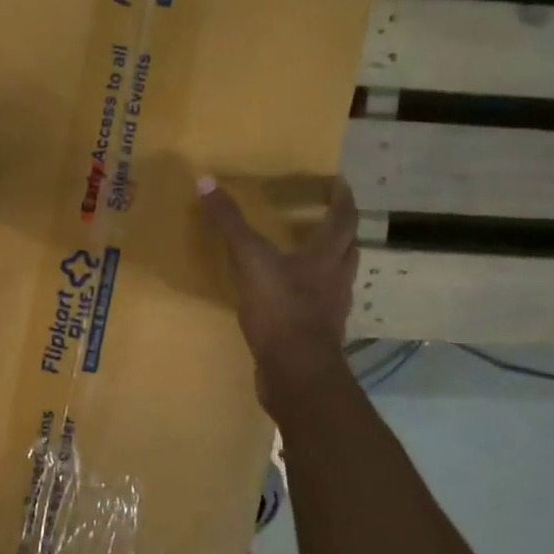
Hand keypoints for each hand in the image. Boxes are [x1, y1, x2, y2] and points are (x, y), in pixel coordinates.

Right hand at [197, 174, 356, 405]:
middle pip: (347, 248)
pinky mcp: (318, 334)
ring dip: (328, 262)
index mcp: (326, 256)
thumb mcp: (250, 260)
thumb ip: (230, 223)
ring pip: (336, 277)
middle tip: (325, 215)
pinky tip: (289, 296)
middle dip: (340, 230)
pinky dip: (310, 294)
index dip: (343, 198)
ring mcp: (330, 310)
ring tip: (307, 254)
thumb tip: (206, 180)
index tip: (340, 182)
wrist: (296, 373)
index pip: (344, 219)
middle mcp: (336, 279)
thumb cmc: (280, 309)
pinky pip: (319, 305)